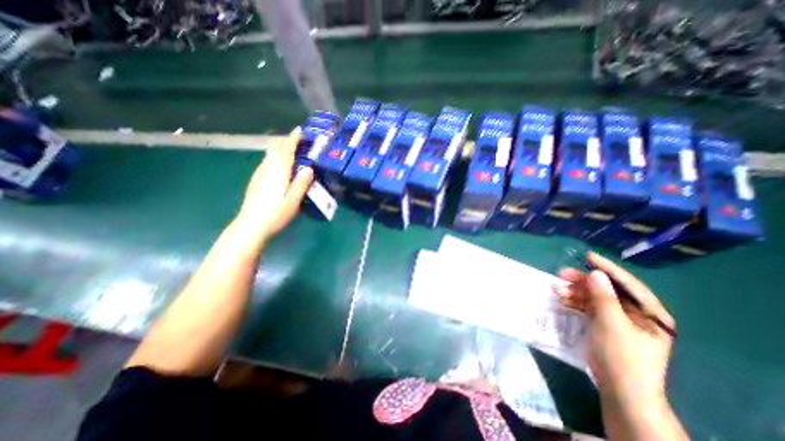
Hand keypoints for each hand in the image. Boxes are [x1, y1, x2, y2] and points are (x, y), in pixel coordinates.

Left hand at [235, 128, 315, 243]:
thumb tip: (309, 168)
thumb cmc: (275, 214)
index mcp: (278, 172)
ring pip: (269, 155)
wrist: (251, 225)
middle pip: (275, 149)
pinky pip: (267, 162)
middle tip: (298, 140)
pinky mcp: (256, 180)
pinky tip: (279, 165)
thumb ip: (301, 183)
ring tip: (291, 150)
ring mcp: (259, 174)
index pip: (286, 150)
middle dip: (286, 141)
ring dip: (280, 149)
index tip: (299, 130)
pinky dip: (275, 157)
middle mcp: (267, 169)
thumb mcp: (293, 201)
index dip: (292, 139)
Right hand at [557, 251, 674, 405]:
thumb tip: (595, 273)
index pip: (628, 284)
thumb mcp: (612, 324)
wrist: (619, 389)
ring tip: (556, 288)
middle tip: (562, 273)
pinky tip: (562, 298)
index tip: (588, 256)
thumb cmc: (622, 356)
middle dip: (584, 281)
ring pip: (594, 297)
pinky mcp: (604, 324)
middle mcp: (635, 313)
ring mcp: (618, 319)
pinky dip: (575, 301)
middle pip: (607, 289)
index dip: (608, 269)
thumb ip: (604, 298)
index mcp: (650, 313)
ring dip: (575, 291)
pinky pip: (588, 306)